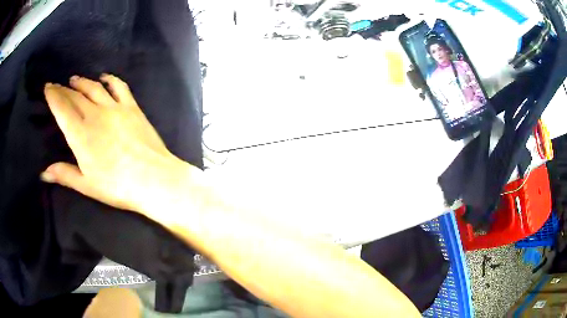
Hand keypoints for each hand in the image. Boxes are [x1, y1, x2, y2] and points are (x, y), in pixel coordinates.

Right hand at [42, 75, 189, 213]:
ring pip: (94, 88)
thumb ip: (64, 175)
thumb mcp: (87, 185)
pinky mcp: (132, 107)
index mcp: (80, 134)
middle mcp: (95, 115)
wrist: (153, 179)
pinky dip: (110, 79)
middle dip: (63, 89)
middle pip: (75, 96)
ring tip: (73, 79)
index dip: (53, 96)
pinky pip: (119, 86)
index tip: (47, 87)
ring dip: (82, 82)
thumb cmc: (117, 187)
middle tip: (56, 85)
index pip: (62, 109)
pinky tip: (104, 77)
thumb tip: (43, 173)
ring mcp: (114, 108)